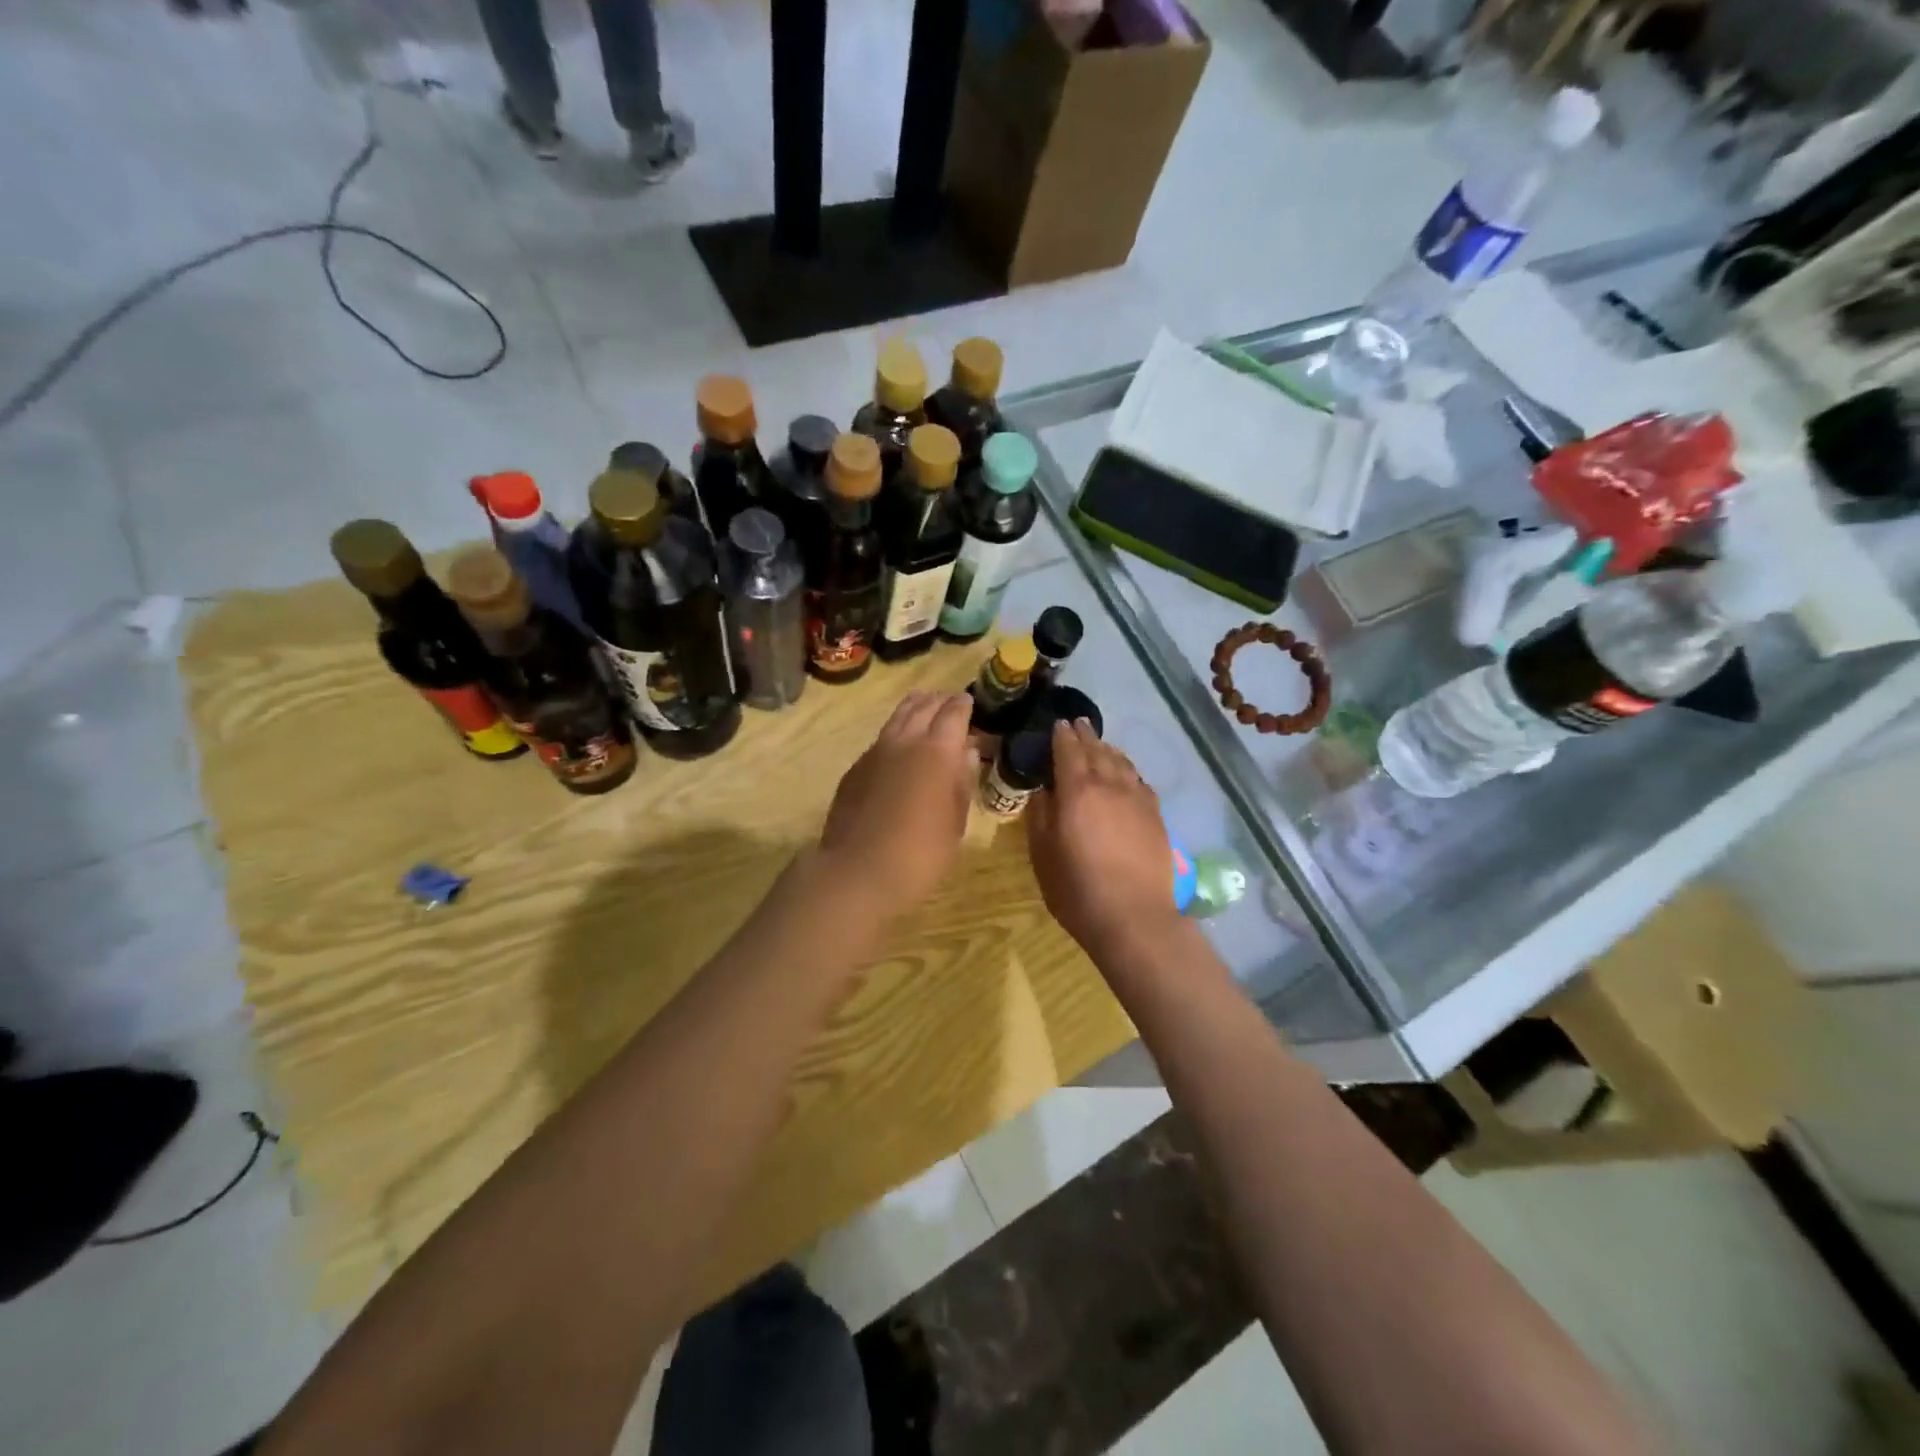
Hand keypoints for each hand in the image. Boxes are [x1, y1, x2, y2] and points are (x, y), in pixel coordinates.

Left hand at [819, 691, 977, 913]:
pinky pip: (880, 739)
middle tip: (949, 701)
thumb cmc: (920, 853)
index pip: (953, 714)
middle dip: (939, 701)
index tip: (970, 701)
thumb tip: (966, 753)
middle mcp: (905, 741)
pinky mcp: (855, 769)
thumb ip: (961, 783)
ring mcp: (875, 752)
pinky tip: (897, 743)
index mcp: (937, 751)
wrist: (858, 871)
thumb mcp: (955, 823)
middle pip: (923, 708)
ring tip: (923, 704)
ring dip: (913, 708)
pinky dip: (894, 731)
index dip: (963, 705)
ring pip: (897, 718)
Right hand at [1027, 720, 1178, 953]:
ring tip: (1100, 744)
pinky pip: (1140, 781)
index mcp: (1077, 790)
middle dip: (1085, 735)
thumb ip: (1041, 816)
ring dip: (1108, 749)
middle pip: (1097, 750)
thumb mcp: (1043, 854)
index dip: (1061, 735)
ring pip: (1122, 762)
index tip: (1057, 723)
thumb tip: (1043, 790)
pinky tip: (1126, 775)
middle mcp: (1109, 785)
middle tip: (1077, 724)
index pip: (1068, 750)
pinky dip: (1128, 770)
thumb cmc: (1077, 889)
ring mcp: (1137, 798)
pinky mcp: (1156, 815)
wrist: (1133, 916)